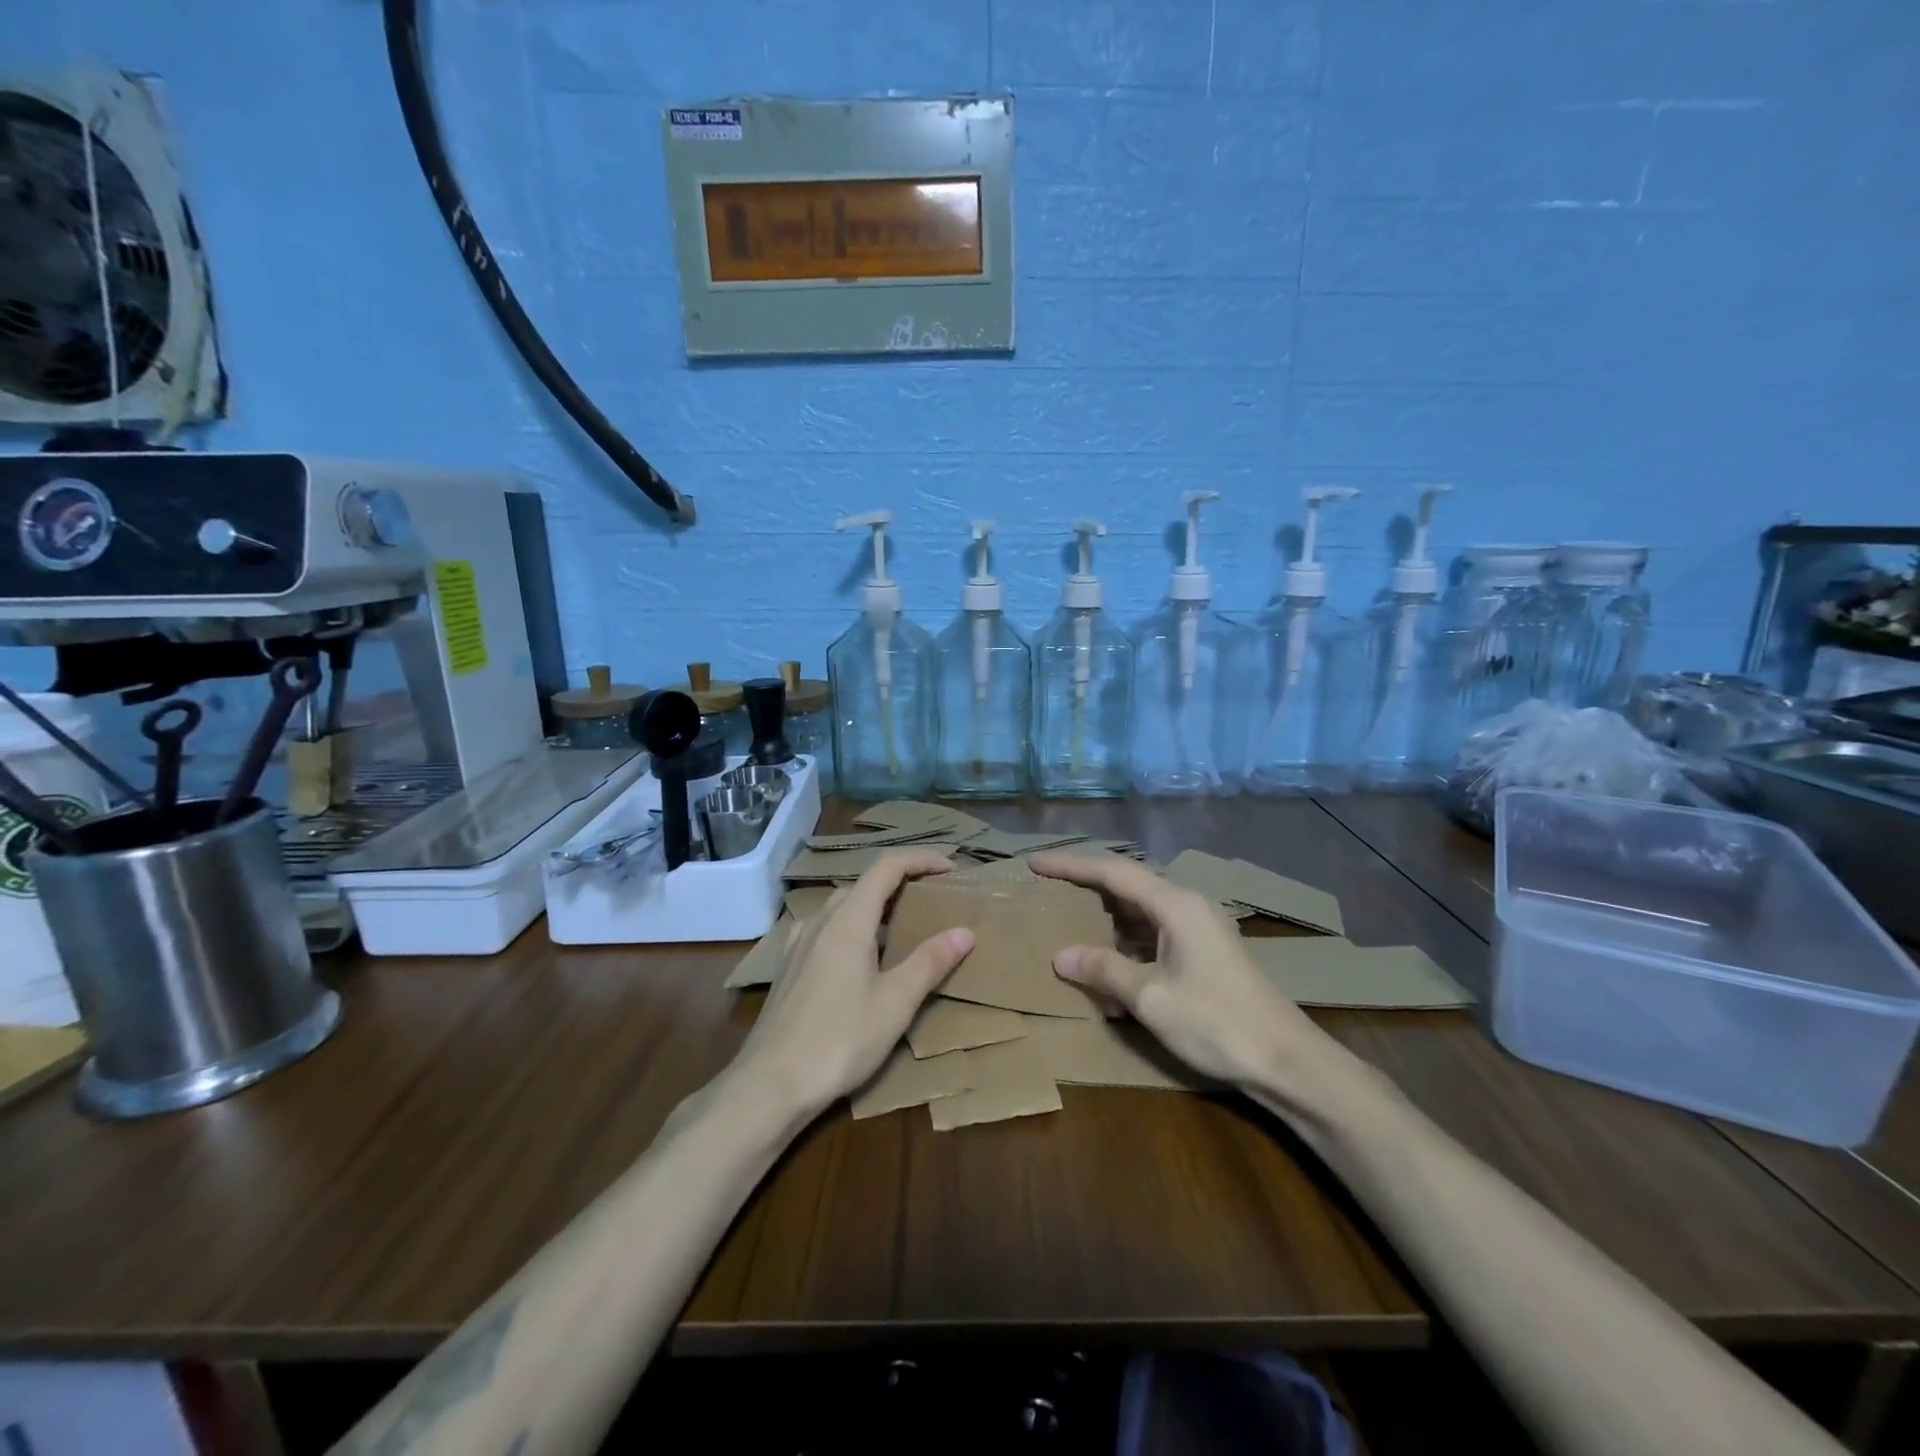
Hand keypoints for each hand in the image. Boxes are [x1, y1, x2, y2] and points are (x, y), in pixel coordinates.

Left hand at [734, 849, 973, 1118]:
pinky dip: (853, 925)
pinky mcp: (789, 966)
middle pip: (865, 883)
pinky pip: (826, 928)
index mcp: (849, 920)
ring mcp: (799, 942)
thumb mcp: (895, 1003)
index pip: (887, 867)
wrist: (770, 1084)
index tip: (952, 869)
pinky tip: (859, 954)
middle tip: (934, 899)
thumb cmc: (840, 1040)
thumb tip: (965, 931)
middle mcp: (821, 920)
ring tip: (903, 925)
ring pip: (843, 905)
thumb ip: (930, 962)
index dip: (921, 859)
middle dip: (902, 881)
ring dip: (876, 904)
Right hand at [1029, 852, 1339, 1092]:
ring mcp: (1198, 929)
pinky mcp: (1204, 952)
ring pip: (1140, 913)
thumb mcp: (1151, 997)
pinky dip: (1127, 944)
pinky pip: (1154, 935)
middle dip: (1086, 889)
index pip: (1113, 872)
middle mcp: (1187, 906)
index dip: (1071, 866)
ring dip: (1106, 922)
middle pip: (1127, 886)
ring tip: (1070, 927)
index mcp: (1175, 905)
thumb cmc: (1217, 1023)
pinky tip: (1109, 967)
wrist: (1287, 1061)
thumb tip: (1061, 955)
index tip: (1035, 864)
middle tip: (1048, 892)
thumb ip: (1104, 970)